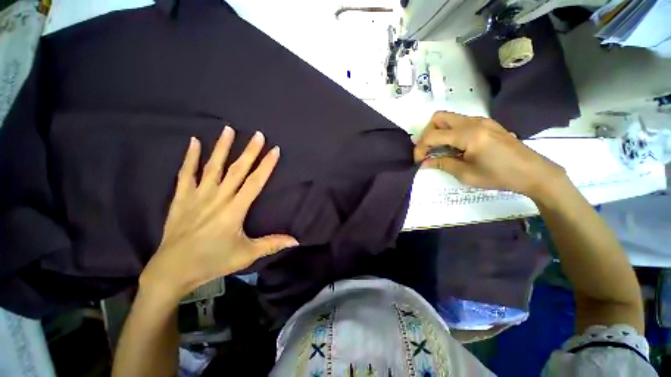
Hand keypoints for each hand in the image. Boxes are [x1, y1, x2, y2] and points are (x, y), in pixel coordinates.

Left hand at [140, 126, 298, 301]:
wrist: (178, 264)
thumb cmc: (213, 261)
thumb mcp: (245, 255)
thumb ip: (270, 245)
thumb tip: (296, 240)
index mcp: (235, 210)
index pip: (254, 183)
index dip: (266, 166)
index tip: (274, 149)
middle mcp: (218, 196)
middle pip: (237, 170)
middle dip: (249, 151)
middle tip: (258, 134)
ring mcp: (198, 193)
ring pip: (213, 165)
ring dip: (222, 147)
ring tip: (228, 129)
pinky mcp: (182, 195)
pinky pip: (186, 172)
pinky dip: (190, 157)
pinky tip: (194, 141)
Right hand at [414, 111, 564, 198]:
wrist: (529, 170)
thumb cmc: (500, 176)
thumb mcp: (470, 175)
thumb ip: (445, 165)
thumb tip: (426, 162)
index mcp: (467, 134)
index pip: (434, 135)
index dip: (421, 147)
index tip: (418, 161)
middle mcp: (471, 120)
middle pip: (439, 117)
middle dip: (428, 132)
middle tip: (429, 151)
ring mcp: (481, 119)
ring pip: (452, 118)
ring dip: (442, 131)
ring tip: (445, 152)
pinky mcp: (488, 122)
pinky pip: (464, 121)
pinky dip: (455, 131)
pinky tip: (462, 148)